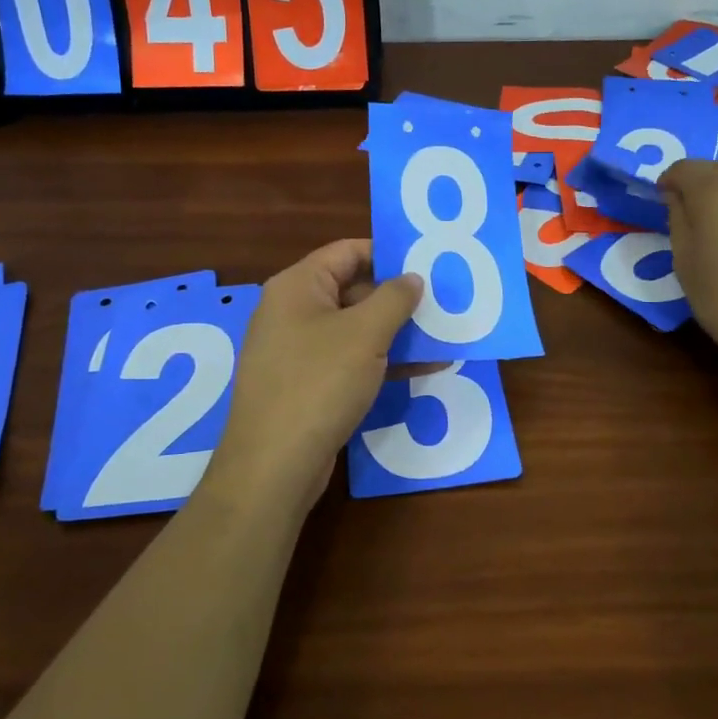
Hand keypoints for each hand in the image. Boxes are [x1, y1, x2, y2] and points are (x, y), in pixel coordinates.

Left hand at [205, 240, 422, 513]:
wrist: (274, 466)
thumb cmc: (319, 383)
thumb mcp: (365, 334)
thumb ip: (394, 298)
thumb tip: (412, 278)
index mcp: (298, 286)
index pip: (347, 252)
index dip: (388, 253)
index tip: (428, 263)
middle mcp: (293, 311)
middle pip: (353, 289)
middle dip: (399, 298)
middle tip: (443, 302)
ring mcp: (298, 350)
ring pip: (355, 329)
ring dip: (398, 332)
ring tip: (443, 335)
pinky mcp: (307, 385)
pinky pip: (350, 360)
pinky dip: (383, 361)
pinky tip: (424, 369)